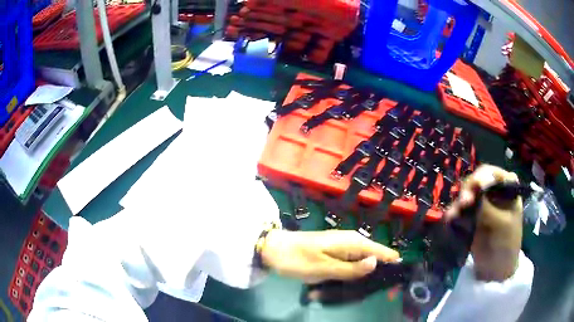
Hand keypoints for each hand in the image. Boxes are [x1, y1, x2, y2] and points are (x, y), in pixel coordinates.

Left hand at [261, 229, 399, 283]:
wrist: (274, 249)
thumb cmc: (298, 259)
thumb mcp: (325, 268)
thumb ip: (351, 268)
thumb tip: (376, 263)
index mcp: (352, 242)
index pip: (380, 251)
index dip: (391, 262)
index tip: (400, 275)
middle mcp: (351, 241)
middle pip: (372, 257)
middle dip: (377, 272)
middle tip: (379, 289)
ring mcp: (342, 246)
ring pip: (361, 262)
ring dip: (362, 275)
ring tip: (365, 289)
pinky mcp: (334, 253)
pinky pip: (349, 263)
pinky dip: (350, 273)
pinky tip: (349, 283)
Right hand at [446, 165, 522, 281]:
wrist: (495, 272)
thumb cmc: (505, 245)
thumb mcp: (500, 223)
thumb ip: (488, 202)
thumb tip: (477, 180)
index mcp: (508, 189)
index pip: (493, 173)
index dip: (481, 177)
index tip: (474, 189)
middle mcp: (495, 193)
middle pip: (477, 182)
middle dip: (468, 191)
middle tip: (463, 204)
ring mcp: (483, 206)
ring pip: (467, 195)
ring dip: (459, 203)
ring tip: (453, 216)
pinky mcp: (472, 218)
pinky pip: (461, 210)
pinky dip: (455, 213)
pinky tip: (450, 219)